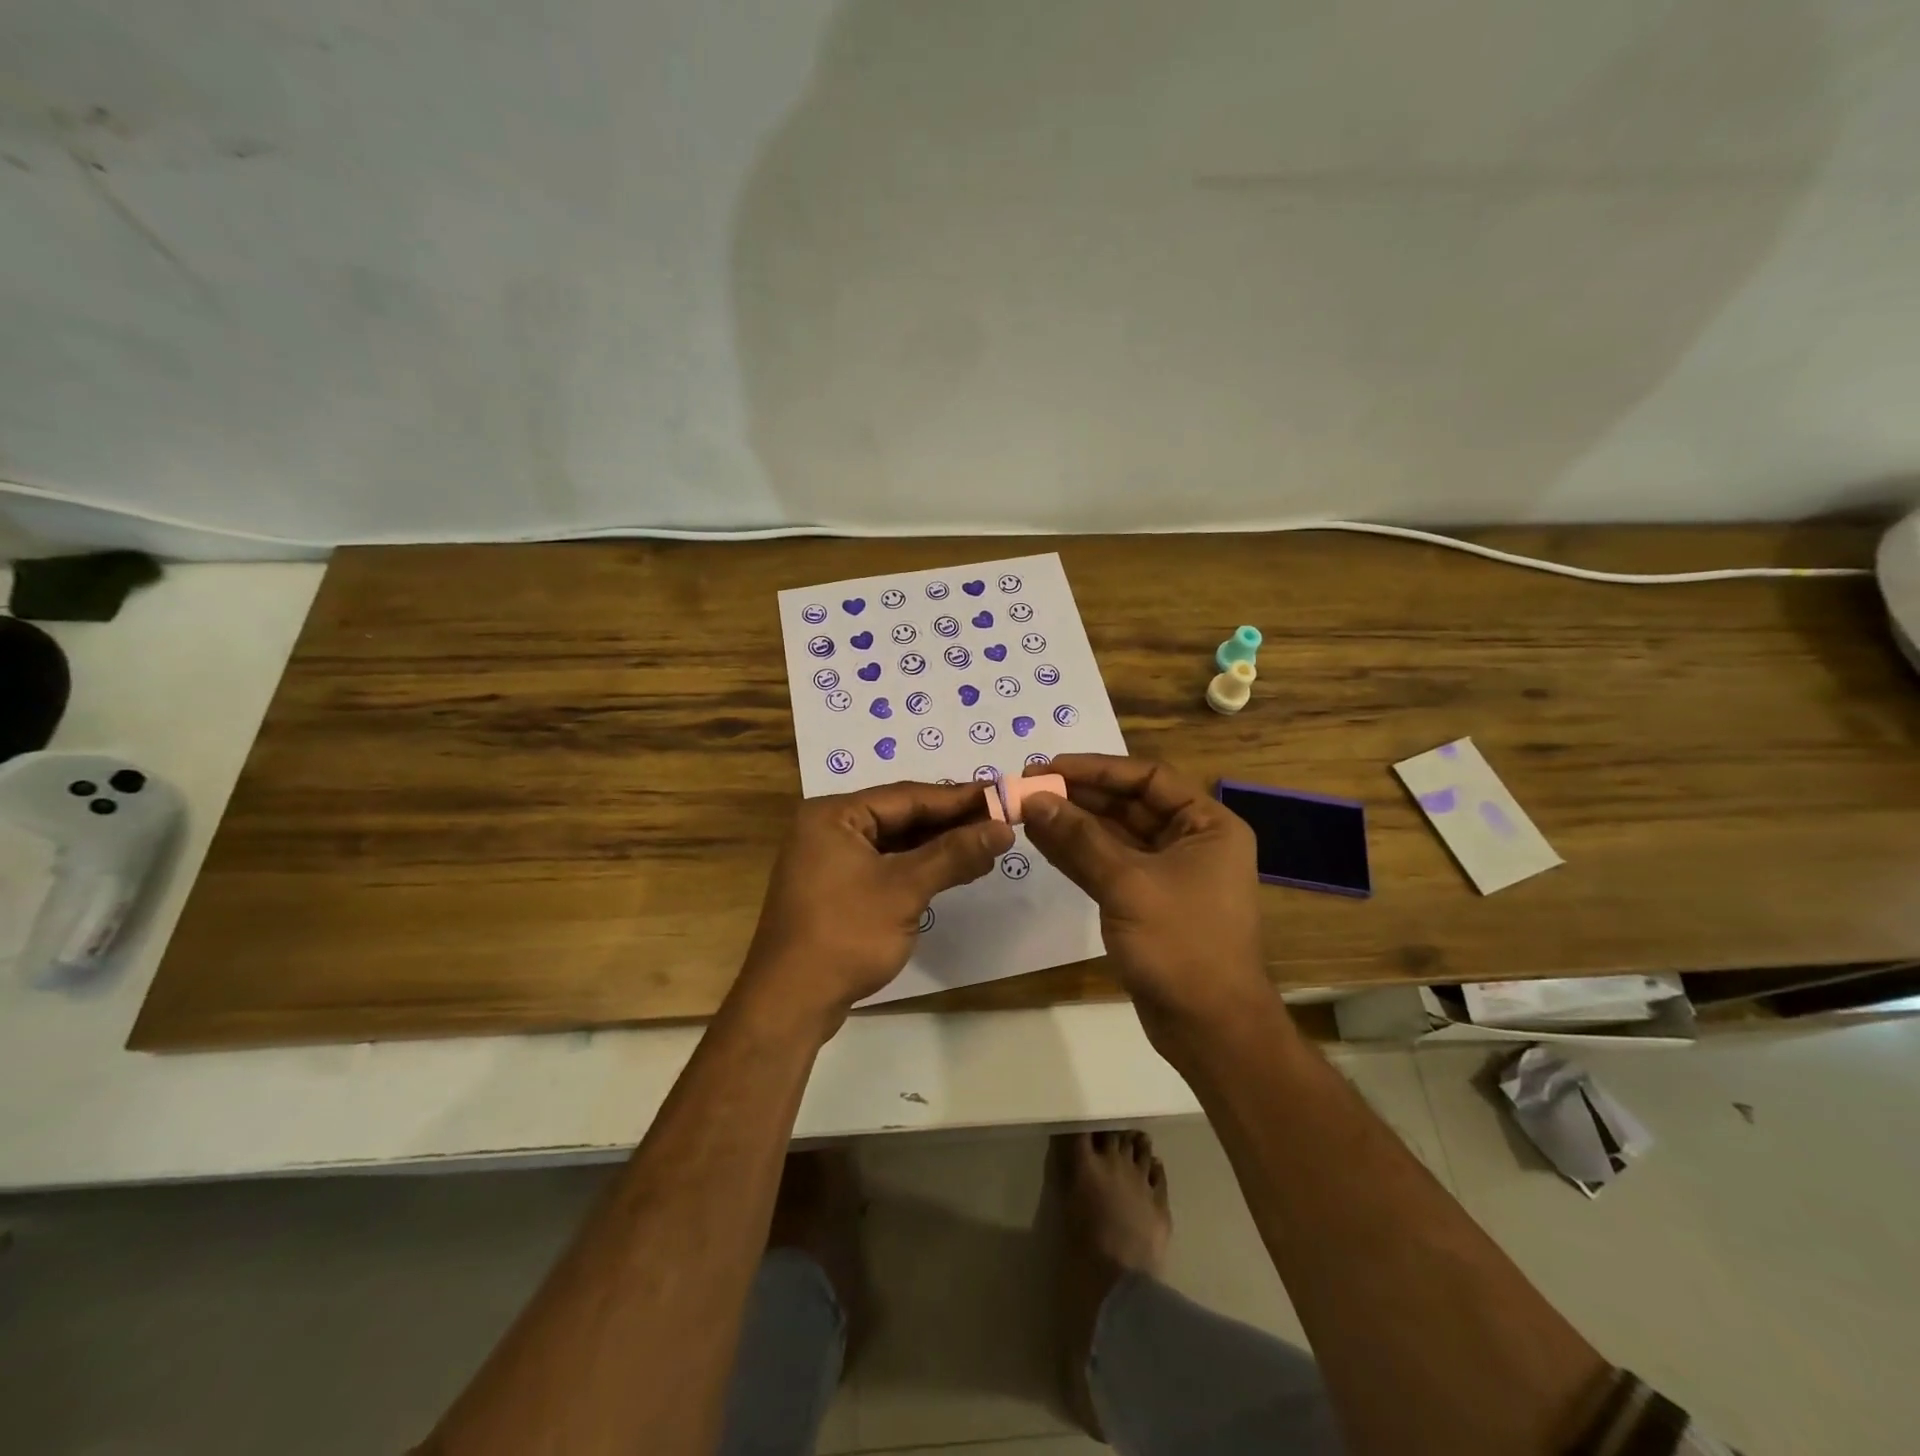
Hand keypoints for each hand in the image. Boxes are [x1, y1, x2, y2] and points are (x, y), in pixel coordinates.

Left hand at [735, 780, 1013, 1030]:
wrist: (790, 1003)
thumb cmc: (845, 934)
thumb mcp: (904, 889)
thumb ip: (954, 854)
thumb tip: (1003, 828)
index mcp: (833, 814)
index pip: (906, 796)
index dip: (958, 797)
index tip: (1001, 794)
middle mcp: (828, 828)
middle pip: (901, 816)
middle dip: (951, 821)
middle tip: (1001, 819)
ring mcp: (831, 860)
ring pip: (896, 842)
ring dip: (939, 846)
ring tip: (988, 844)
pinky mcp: (838, 888)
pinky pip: (886, 865)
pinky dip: (920, 867)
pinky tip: (955, 869)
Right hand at [1020, 755, 1273, 1040]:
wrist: (1210, 1029)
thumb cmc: (1182, 945)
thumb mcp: (1128, 884)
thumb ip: (1079, 838)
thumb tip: (1033, 799)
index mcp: (1207, 825)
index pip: (1148, 777)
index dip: (1097, 769)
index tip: (1049, 766)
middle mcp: (1190, 841)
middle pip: (1128, 804)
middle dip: (1079, 796)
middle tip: (1028, 787)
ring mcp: (1167, 873)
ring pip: (1113, 836)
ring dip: (1072, 824)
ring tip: (1026, 809)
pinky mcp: (1145, 901)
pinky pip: (1108, 865)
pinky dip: (1077, 854)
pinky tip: (1041, 841)